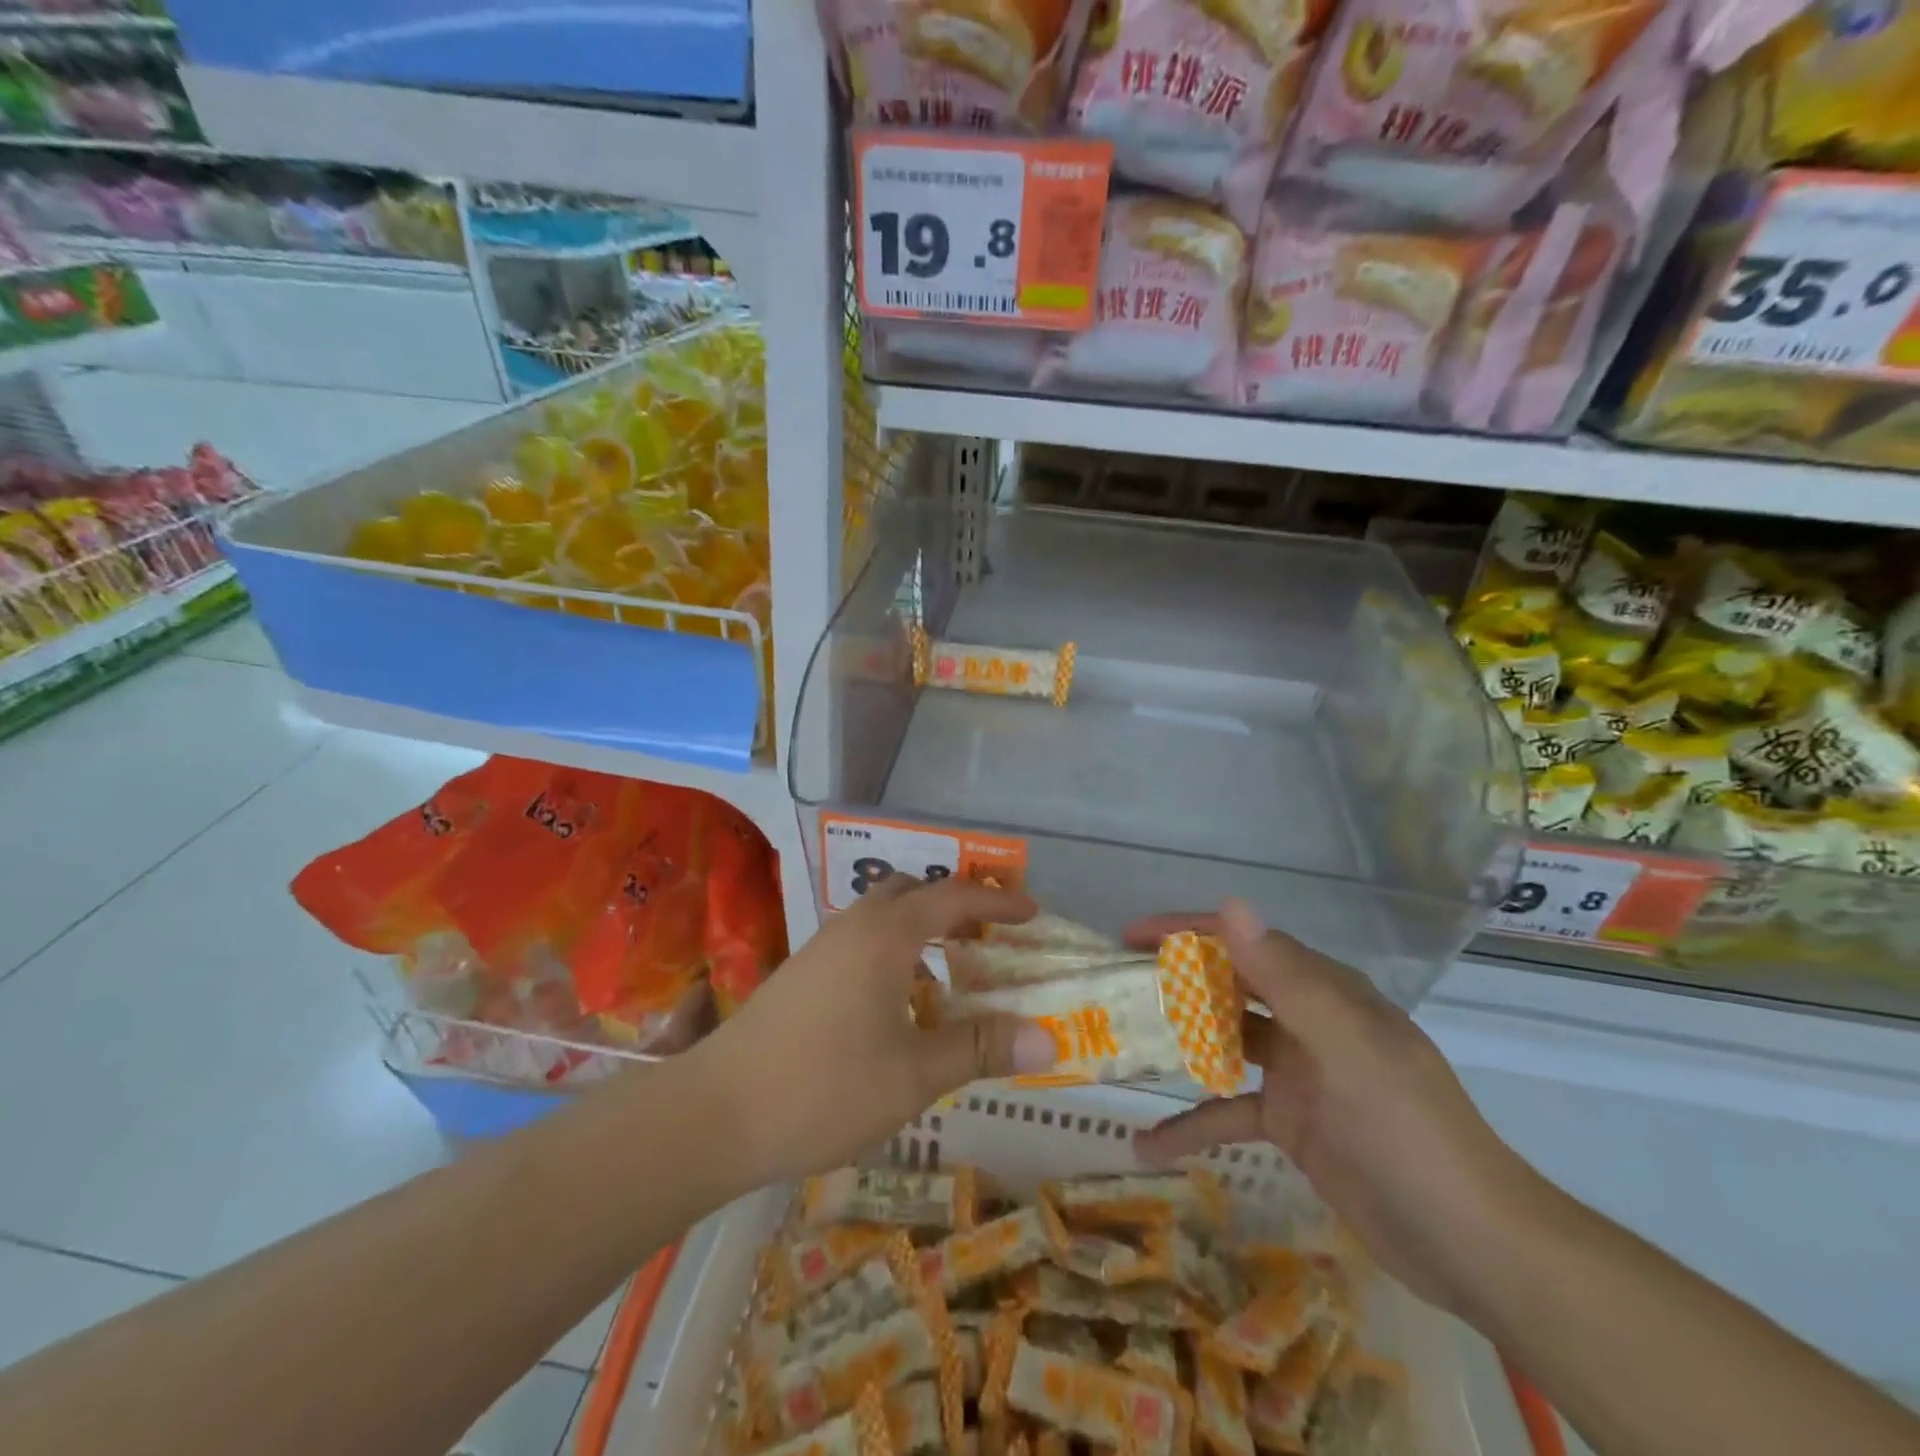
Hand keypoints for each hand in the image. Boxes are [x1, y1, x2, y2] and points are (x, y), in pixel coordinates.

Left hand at [688, 874, 1058, 1186]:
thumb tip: (1049, 1038)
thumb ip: (979, 1048)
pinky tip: (899, 1002)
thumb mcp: (914, 1074)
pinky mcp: (802, 972)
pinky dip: (895, 951)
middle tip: (990, 940)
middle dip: (956, 907)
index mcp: (886, 934)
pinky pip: (862, 940)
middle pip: (914, 892)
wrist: (714, 1113)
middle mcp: (854, 925)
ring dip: (922, 929)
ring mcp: (822, 947)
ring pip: (883, 916)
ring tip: (952, 972)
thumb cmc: (824, 1087)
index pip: (954, 897)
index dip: (997, 903)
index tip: (1032, 914)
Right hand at [1127, 900, 1553, 1315]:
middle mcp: (1305, 1021)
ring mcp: (1297, 1073)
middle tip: (1113, 987)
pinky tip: (1147, 1143)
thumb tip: (1231, 903)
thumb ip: (1285, 977)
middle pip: (1227, 986)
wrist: (1473, 1245)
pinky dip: (1190, 1123)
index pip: (1243, 942)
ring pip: (1221, 1043)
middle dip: (1172, 980)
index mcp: (1322, 991)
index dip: (1185, 931)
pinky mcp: (1291, 1123)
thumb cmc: (1408, 1131)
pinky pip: (1227, 1111)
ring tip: (1119, 1045)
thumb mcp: (1345, 1048)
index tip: (1130, 936)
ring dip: (1176, 1044)